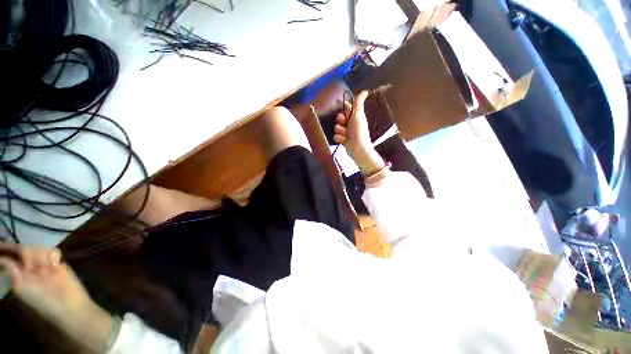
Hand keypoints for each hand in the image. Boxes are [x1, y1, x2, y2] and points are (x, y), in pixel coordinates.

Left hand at [0, 243, 112, 352]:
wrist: (67, 305)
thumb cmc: (42, 301)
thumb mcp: (22, 288)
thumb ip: (13, 272)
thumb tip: (3, 258)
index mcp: (19, 273)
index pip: (10, 256)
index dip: (6, 248)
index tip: (0, 243)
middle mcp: (30, 267)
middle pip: (24, 249)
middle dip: (26, 252)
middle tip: (31, 265)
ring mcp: (45, 265)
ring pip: (39, 248)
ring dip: (40, 255)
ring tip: (46, 267)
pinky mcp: (59, 263)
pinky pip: (54, 251)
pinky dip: (53, 255)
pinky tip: (55, 264)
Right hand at [333, 91, 384, 174]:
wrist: (357, 148)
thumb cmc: (359, 131)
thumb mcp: (358, 115)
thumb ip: (359, 103)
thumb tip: (365, 91)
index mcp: (355, 116)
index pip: (347, 108)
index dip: (344, 108)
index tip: (341, 107)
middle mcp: (350, 123)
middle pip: (339, 117)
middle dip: (340, 120)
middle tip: (344, 122)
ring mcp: (346, 132)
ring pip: (336, 127)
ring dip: (340, 131)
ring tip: (345, 135)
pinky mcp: (342, 140)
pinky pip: (336, 136)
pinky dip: (339, 138)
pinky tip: (344, 141)